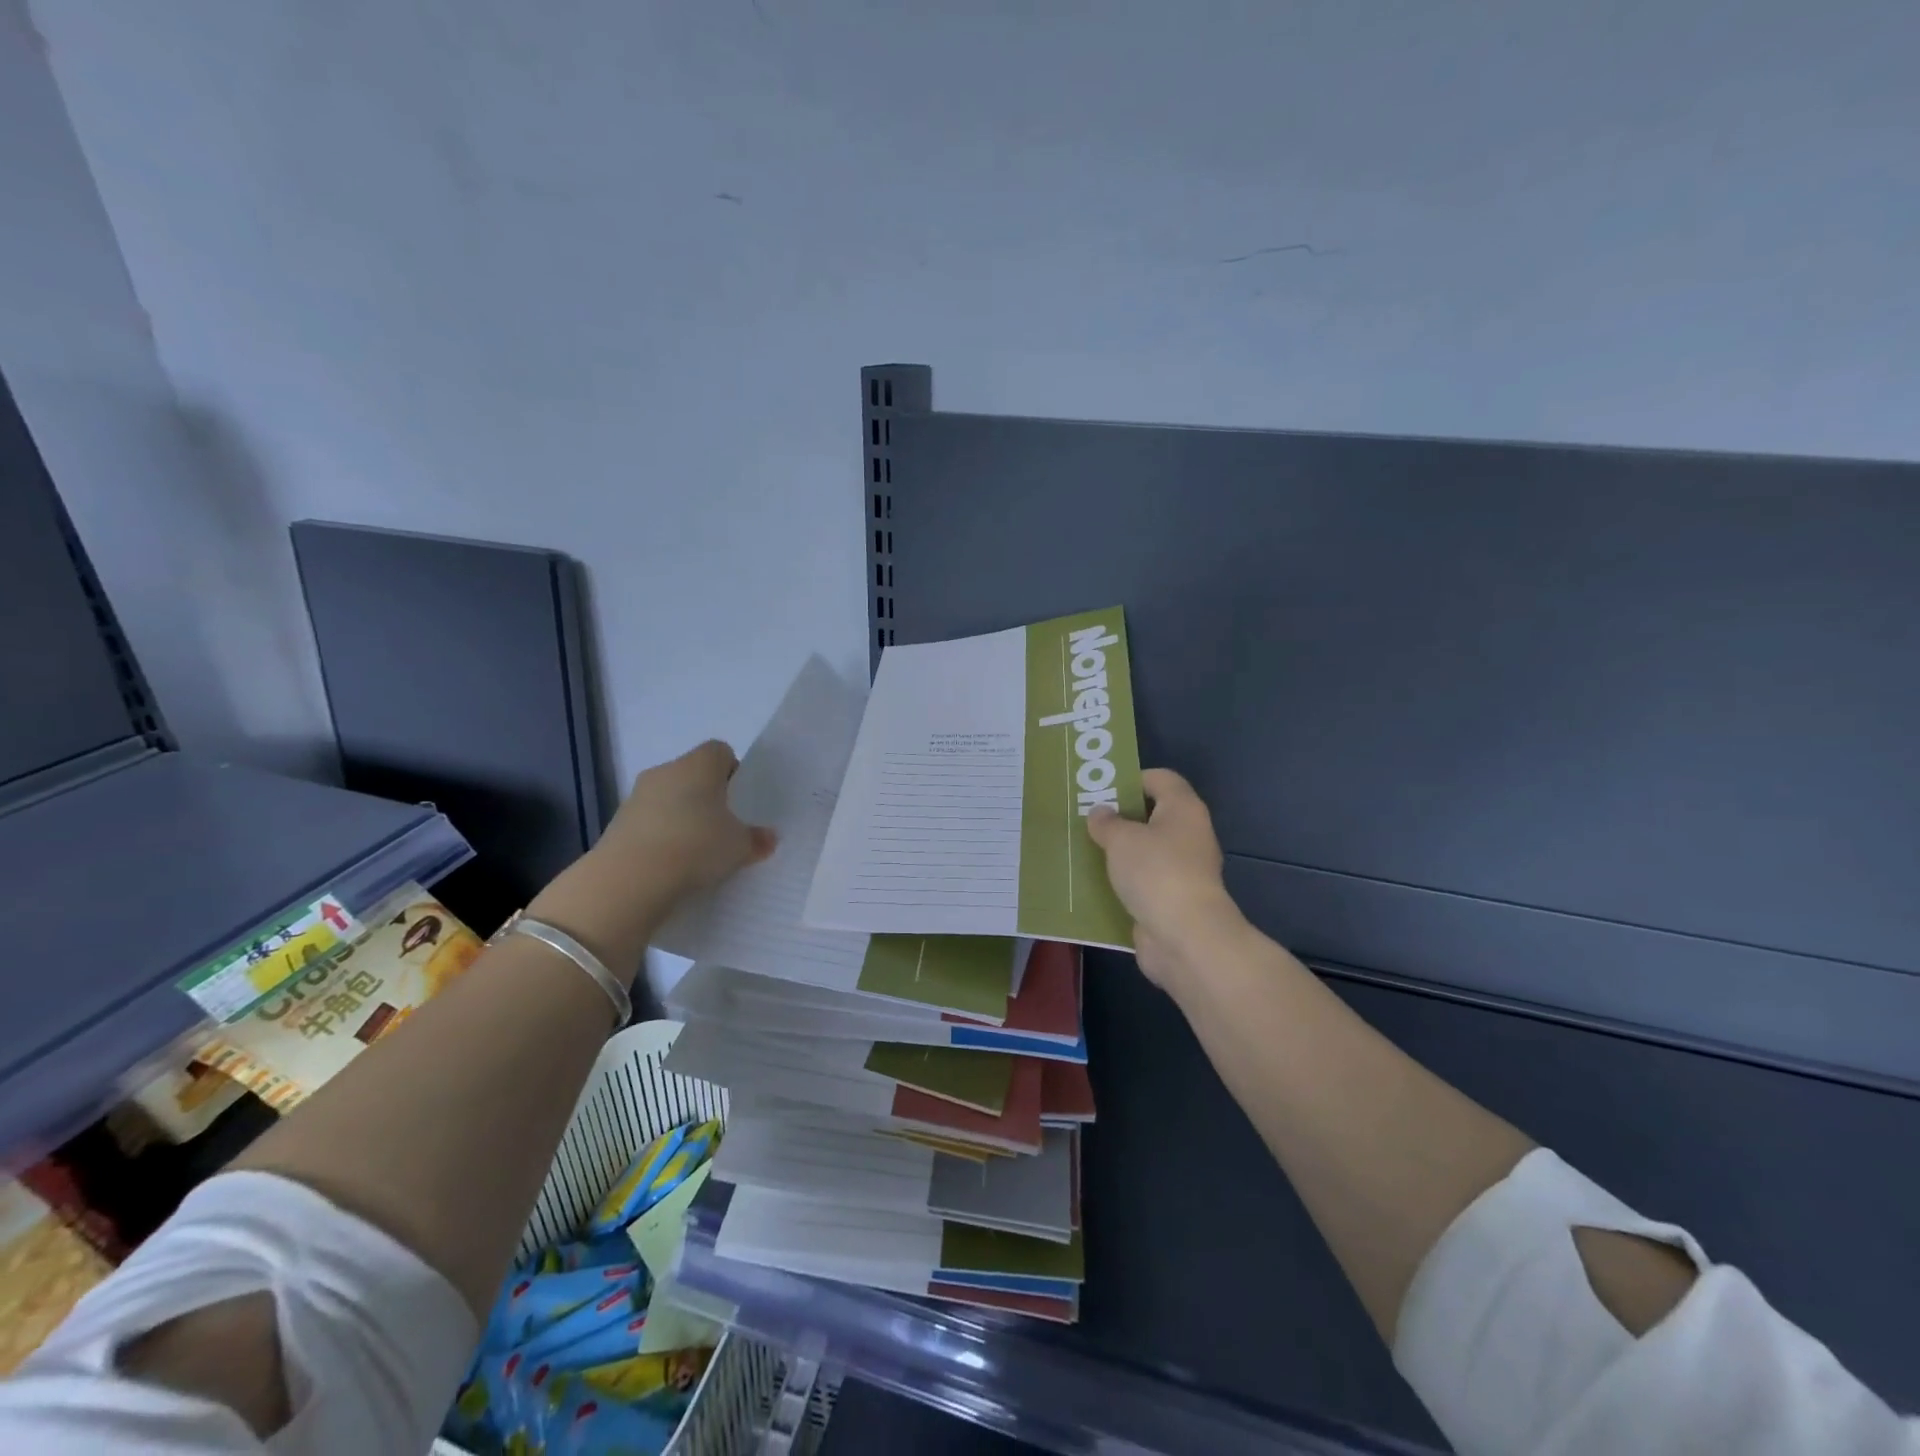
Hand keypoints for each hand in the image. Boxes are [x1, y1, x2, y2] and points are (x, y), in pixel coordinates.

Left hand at [528, 741, 774, 977]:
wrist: (629, 880)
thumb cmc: (696, 847)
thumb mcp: (739, 847)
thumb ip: (757, 839)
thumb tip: (768, 837)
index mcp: (699, 765)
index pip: (720, 752)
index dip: (733, 772)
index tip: (740, 801)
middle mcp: (666, 771)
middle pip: (693, 775)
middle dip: (707, 798)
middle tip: (723, 828)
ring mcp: (637, 796)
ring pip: (669, 799)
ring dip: (682, 818)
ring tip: (696, 852)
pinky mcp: (617, 824)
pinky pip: (649, 823)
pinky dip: (660, 837)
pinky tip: (671, 865)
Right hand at [1087, 769, 1242, 990]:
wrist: (1185, 937)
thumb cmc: (1156, 872)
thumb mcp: (1122, 839)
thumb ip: (1107, 822)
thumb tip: (1101, 813)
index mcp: (1183, 809)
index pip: (1160, 779)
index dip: (1131, 779)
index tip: (1101, 789)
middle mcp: (1188, 835)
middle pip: (1152, 816)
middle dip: (1119, 818)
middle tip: (1085, 819)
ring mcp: (1182, 871)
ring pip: (1145, 852)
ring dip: (1118, 853)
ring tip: (1082, 850)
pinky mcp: (1171, 901)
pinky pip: (1142, 883)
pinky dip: (1122, 883)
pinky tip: (1093, 884)